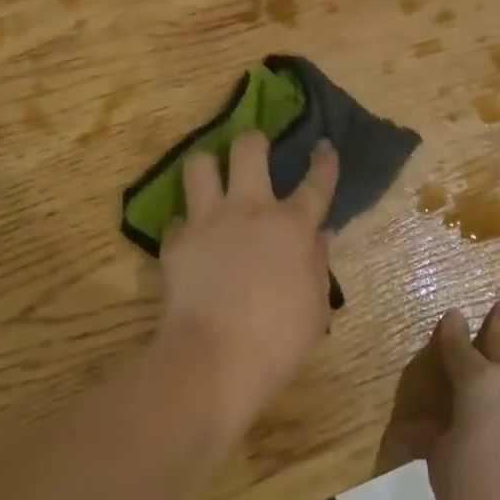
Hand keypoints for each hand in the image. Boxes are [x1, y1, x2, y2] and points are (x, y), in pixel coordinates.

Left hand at [155, 130, 338, 435]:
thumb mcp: (316, 308)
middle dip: (253, 140)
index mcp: (292, 227)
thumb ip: (318, 265)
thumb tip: (319, 237)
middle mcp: (250, 210)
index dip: (323, 162)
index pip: (316, 183)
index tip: (323, 146)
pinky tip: (189, 236)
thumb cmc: (278, 340)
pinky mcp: (176, 241)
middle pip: (249, 150)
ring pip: (200, 165)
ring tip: (210, 174)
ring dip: (207, 165)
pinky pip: (176, 219)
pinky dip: (184, 225)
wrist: (214, 360)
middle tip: (254, 146)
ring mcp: (208, 222)